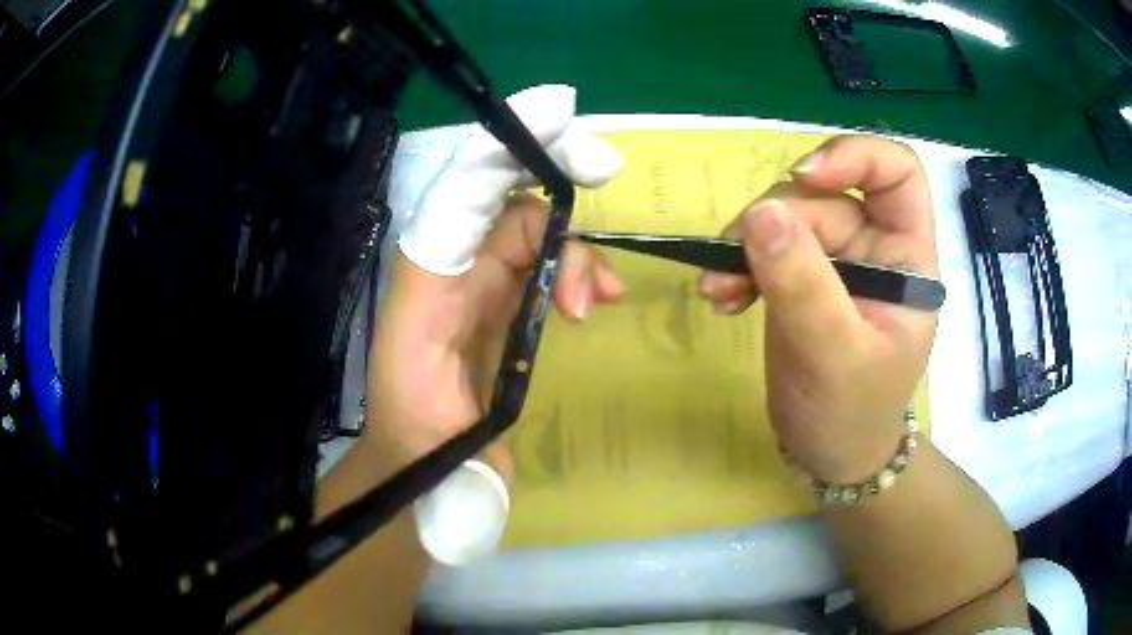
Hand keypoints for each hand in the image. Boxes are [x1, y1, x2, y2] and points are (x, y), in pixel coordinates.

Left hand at [365, 86, 623, 484]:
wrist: (422, 464)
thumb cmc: (417, 441)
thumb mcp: (430, 420)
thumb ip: (453, 393)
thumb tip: (507, 378)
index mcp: (427, 276)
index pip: (463, 191)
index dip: (507, 148)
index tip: (563, 122)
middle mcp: (452, 265)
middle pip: (509, 197)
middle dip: (557, 176)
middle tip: (605, 170)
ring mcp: (481, 283)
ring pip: (536, 229)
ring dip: (576, 249)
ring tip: (595, 305)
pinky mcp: (504, 303)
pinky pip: (545, 262)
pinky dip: (578, 269)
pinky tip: (594, 302)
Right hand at [698, 136, 938, 483]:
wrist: (831, 455)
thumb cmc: (852, 413)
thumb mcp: (833, 354)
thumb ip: (803, 284)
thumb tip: (760, 213)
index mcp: (906, 258)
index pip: (898, 173)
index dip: (855, 157)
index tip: (804, 178)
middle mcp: (874, 248)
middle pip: (824, 197)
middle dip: (775, 222)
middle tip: (731, 264)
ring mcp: (837, 262)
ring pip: (787, 218)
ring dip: (746, 245)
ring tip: (718, 289)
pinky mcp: (803, 279)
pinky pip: (768, 248)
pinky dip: (740, 265)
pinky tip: (723, 296)